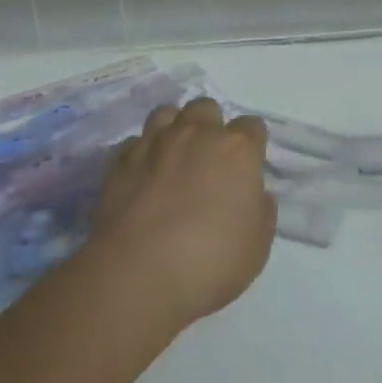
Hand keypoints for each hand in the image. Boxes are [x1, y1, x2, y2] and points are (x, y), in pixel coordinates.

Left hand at [84, 98, 276, 333]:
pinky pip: (135, 142)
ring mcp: (155, 142)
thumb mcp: (257, 247)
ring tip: (173, 157)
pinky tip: (142, 176)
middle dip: (210, 126)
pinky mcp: (121, 159)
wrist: (138, 274)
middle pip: (207, 108)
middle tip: (208, 159)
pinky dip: (141, 154)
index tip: (247, 167)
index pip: (252, 126)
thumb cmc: (210, 261)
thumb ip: (261, 211)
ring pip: (167, 113)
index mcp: (237, 149)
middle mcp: (197, 133)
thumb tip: (254, 194)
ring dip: (173, 129)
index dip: (251, 145)